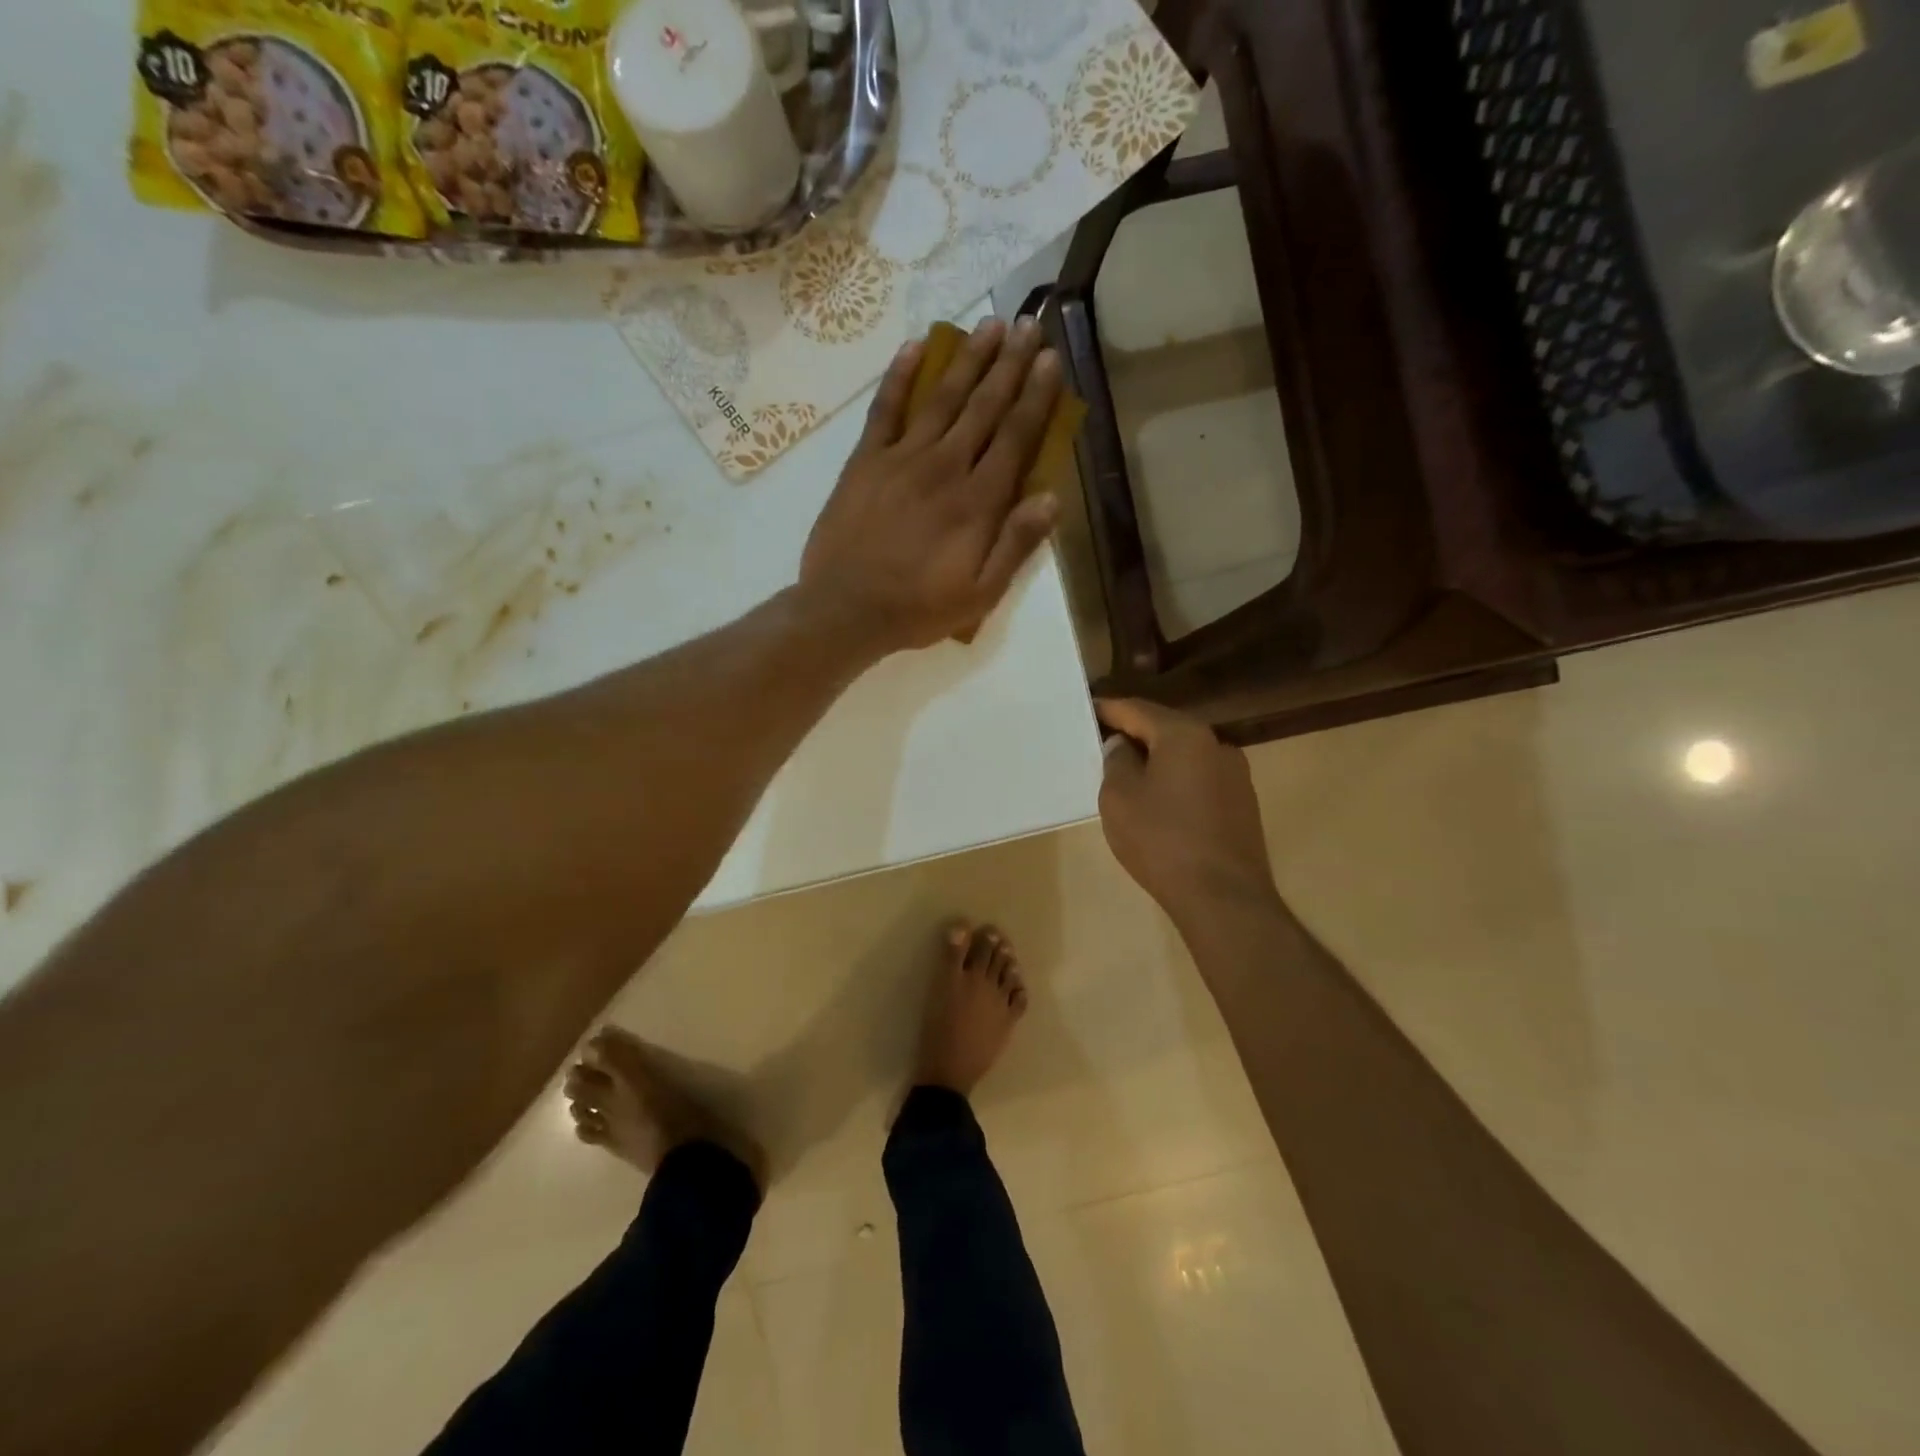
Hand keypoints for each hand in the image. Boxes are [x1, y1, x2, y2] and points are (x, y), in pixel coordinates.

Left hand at [799, 317, 1063, 656]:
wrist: (845, 610)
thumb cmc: (918, 608)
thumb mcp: (980, 593)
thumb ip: (1016, 545)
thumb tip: (1052, 496)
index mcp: (977, 502)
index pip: (1014, 437)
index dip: (1035, 396)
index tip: (1050, 359)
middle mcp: (944, 468)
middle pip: (983, 407)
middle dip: (1008, 364)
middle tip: (1027, 324)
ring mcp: (901, 459)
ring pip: (941, 398)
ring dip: (967, 359)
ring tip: (987, 325)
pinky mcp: (866, 461)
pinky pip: (885, 409)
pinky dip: (900, 376)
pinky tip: (915, 346)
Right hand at [1096, 699, 1278, 921]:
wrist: (1223, 897)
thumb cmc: (1161, 840)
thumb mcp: (1119, 798)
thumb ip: (1116, 762)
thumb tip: (1123, 746)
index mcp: (1184, 735)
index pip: (1137, 709)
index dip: (1108, 709)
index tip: (1087, 710)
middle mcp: (1216, 744)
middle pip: (1165, 728)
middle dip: (1134, 732)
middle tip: (1102, 741)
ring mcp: (1235, 774)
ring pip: (1185, 755)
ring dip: (1157, 758)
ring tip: (1128, 773)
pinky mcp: (1242, 804)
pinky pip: (1200, 778)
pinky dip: (1176, 780)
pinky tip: (1159, 801)